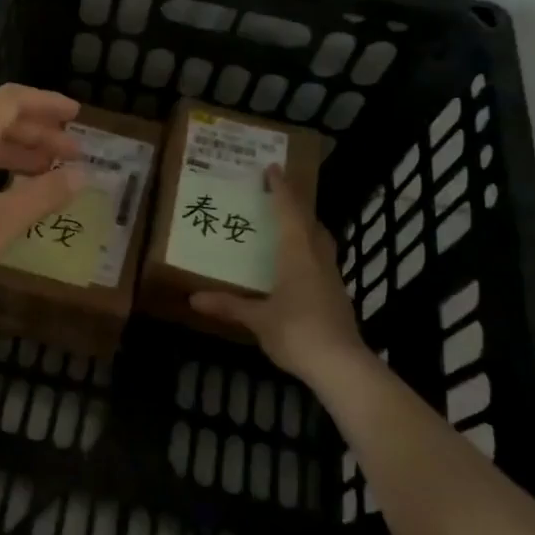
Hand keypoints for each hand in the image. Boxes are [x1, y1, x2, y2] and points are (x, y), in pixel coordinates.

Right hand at [189, 166, 365, 382]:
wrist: (341, 366)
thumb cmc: (297, 332)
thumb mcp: (257, 319)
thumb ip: (228, 305)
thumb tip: (193, 298)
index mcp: (297, 254)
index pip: (290, 212)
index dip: (282, 189)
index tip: (274, 169)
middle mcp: (318, 259)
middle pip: (311, 224)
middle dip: (298, 207)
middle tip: (280, 198)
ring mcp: (333, 279)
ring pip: (321, 243)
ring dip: (308, 230)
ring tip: (289, 229)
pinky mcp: (338, 298)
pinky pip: (323, 263)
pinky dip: (310, 255)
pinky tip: (298, 270)